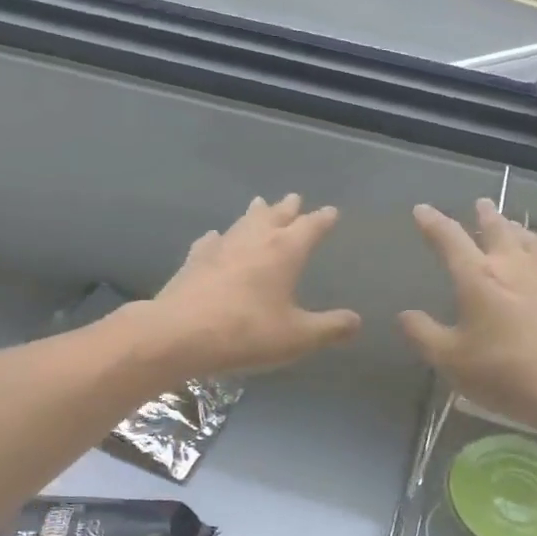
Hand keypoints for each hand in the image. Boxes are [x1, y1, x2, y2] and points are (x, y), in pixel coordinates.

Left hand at [142, 194, 360, 377]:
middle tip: (294, 197)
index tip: (331, 211)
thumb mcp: (297, 337)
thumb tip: (356, 322)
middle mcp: (254, 240)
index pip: (310, 227)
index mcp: (285, 251)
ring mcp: (221, 247)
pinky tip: (215, 237)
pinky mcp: (194, 260)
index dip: (323, 219)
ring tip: (260, 204)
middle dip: (288, 208)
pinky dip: (219, 237)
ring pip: (243, 222)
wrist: (180, 334)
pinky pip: (211, 241)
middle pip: (275, 216)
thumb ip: (329, 328)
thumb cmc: (247, 332)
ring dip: (255, 213)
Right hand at [401, 199, 536, 433]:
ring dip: (514, 228)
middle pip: (497, 230)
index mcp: (478, 277)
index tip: (422, 210)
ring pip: (528, 240)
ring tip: (510, 225)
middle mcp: (512, 266)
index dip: (433, 223)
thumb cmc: (504, 372)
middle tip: (480, 203)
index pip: (449, 239)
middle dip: (485, 215)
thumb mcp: (450, 360)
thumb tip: (406, 315)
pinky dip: (536, 250)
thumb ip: (424, 334)